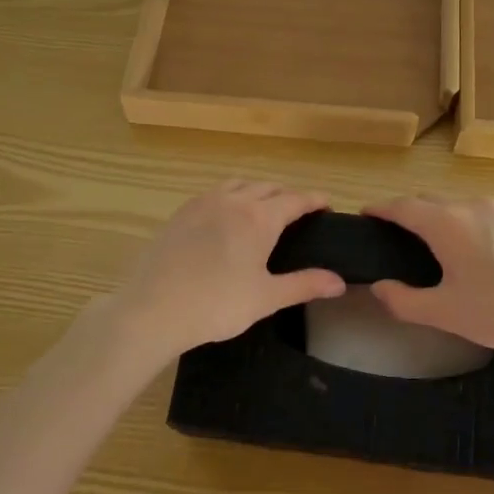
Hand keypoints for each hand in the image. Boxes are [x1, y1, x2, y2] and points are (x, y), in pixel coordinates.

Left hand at [90, 181, 346, 365]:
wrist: (153, 308)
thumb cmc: (217, 304)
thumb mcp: (266, 298)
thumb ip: (304, 284)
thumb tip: (339, 281)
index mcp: (259, 217)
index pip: (295, 198)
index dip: (314, 199)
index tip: (327, 203)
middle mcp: (234, 200)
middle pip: (268, 187)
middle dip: (287, 195)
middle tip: (299, 212)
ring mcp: (203, 203)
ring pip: (239, 184)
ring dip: (257, 191)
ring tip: (263, 208)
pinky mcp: (181, 212)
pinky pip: (214, 193)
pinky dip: (231, 196)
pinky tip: (226, 217)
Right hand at [363, 195, 493, 362]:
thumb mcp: (444, 314)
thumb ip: (403, 300)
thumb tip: (380, 287)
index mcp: (447, 223)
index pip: (403, 206)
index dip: (382, 209)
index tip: (368, 213)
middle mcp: (475, 205)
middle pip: (434, 201)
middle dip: (414, 213)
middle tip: (404, 236)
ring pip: (469, 207)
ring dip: (453, 220)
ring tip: (453, 248)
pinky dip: (488, 230)